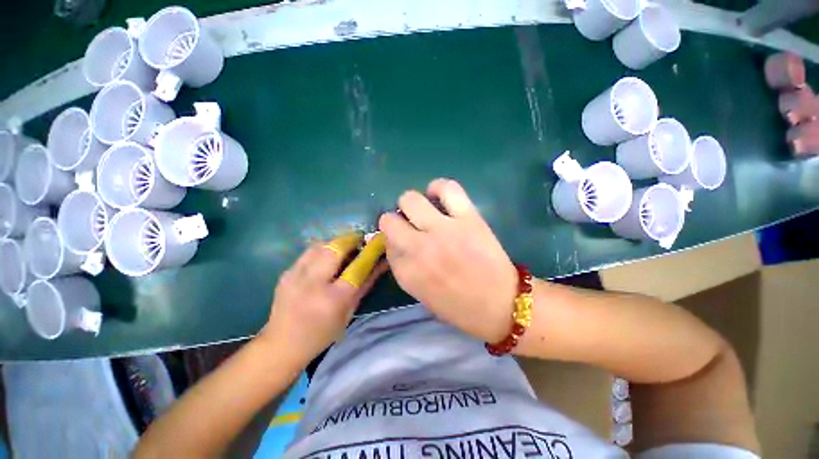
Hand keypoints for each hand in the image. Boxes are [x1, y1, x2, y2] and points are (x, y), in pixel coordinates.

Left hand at [259, 235, 386, 364]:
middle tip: (359, 240)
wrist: (282, 344)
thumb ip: (366, 284)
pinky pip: (308, 253)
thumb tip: (382, 263)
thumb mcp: (350, 311)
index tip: (377, 240)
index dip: (369, 251)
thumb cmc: (323, 332)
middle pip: (335, 249)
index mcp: (333, 299)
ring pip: (320, 246)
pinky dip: (321, 250)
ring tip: (343, 248)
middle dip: (350, 239)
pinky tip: (325, 259)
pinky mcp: (285, 273)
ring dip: (335, 243)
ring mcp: (296, 276)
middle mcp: (313, 284)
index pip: (357, 267)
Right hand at [379, 178, 517, 342]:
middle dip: (396, 221)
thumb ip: (404, 268)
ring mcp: (443, 230)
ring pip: (411, 199)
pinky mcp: (468, 218)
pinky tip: (440, 196)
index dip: (394, 241)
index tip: (403, 243)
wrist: (501, 306)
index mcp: (407, 273)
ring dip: (412, 204)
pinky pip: (447, 188)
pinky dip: (439, 188)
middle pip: (389, 220)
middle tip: (411, 225)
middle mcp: (419, 248)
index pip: (386, 244)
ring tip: (424, 210)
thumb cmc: (459, 307)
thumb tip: (396, 243)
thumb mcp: (421, 294)